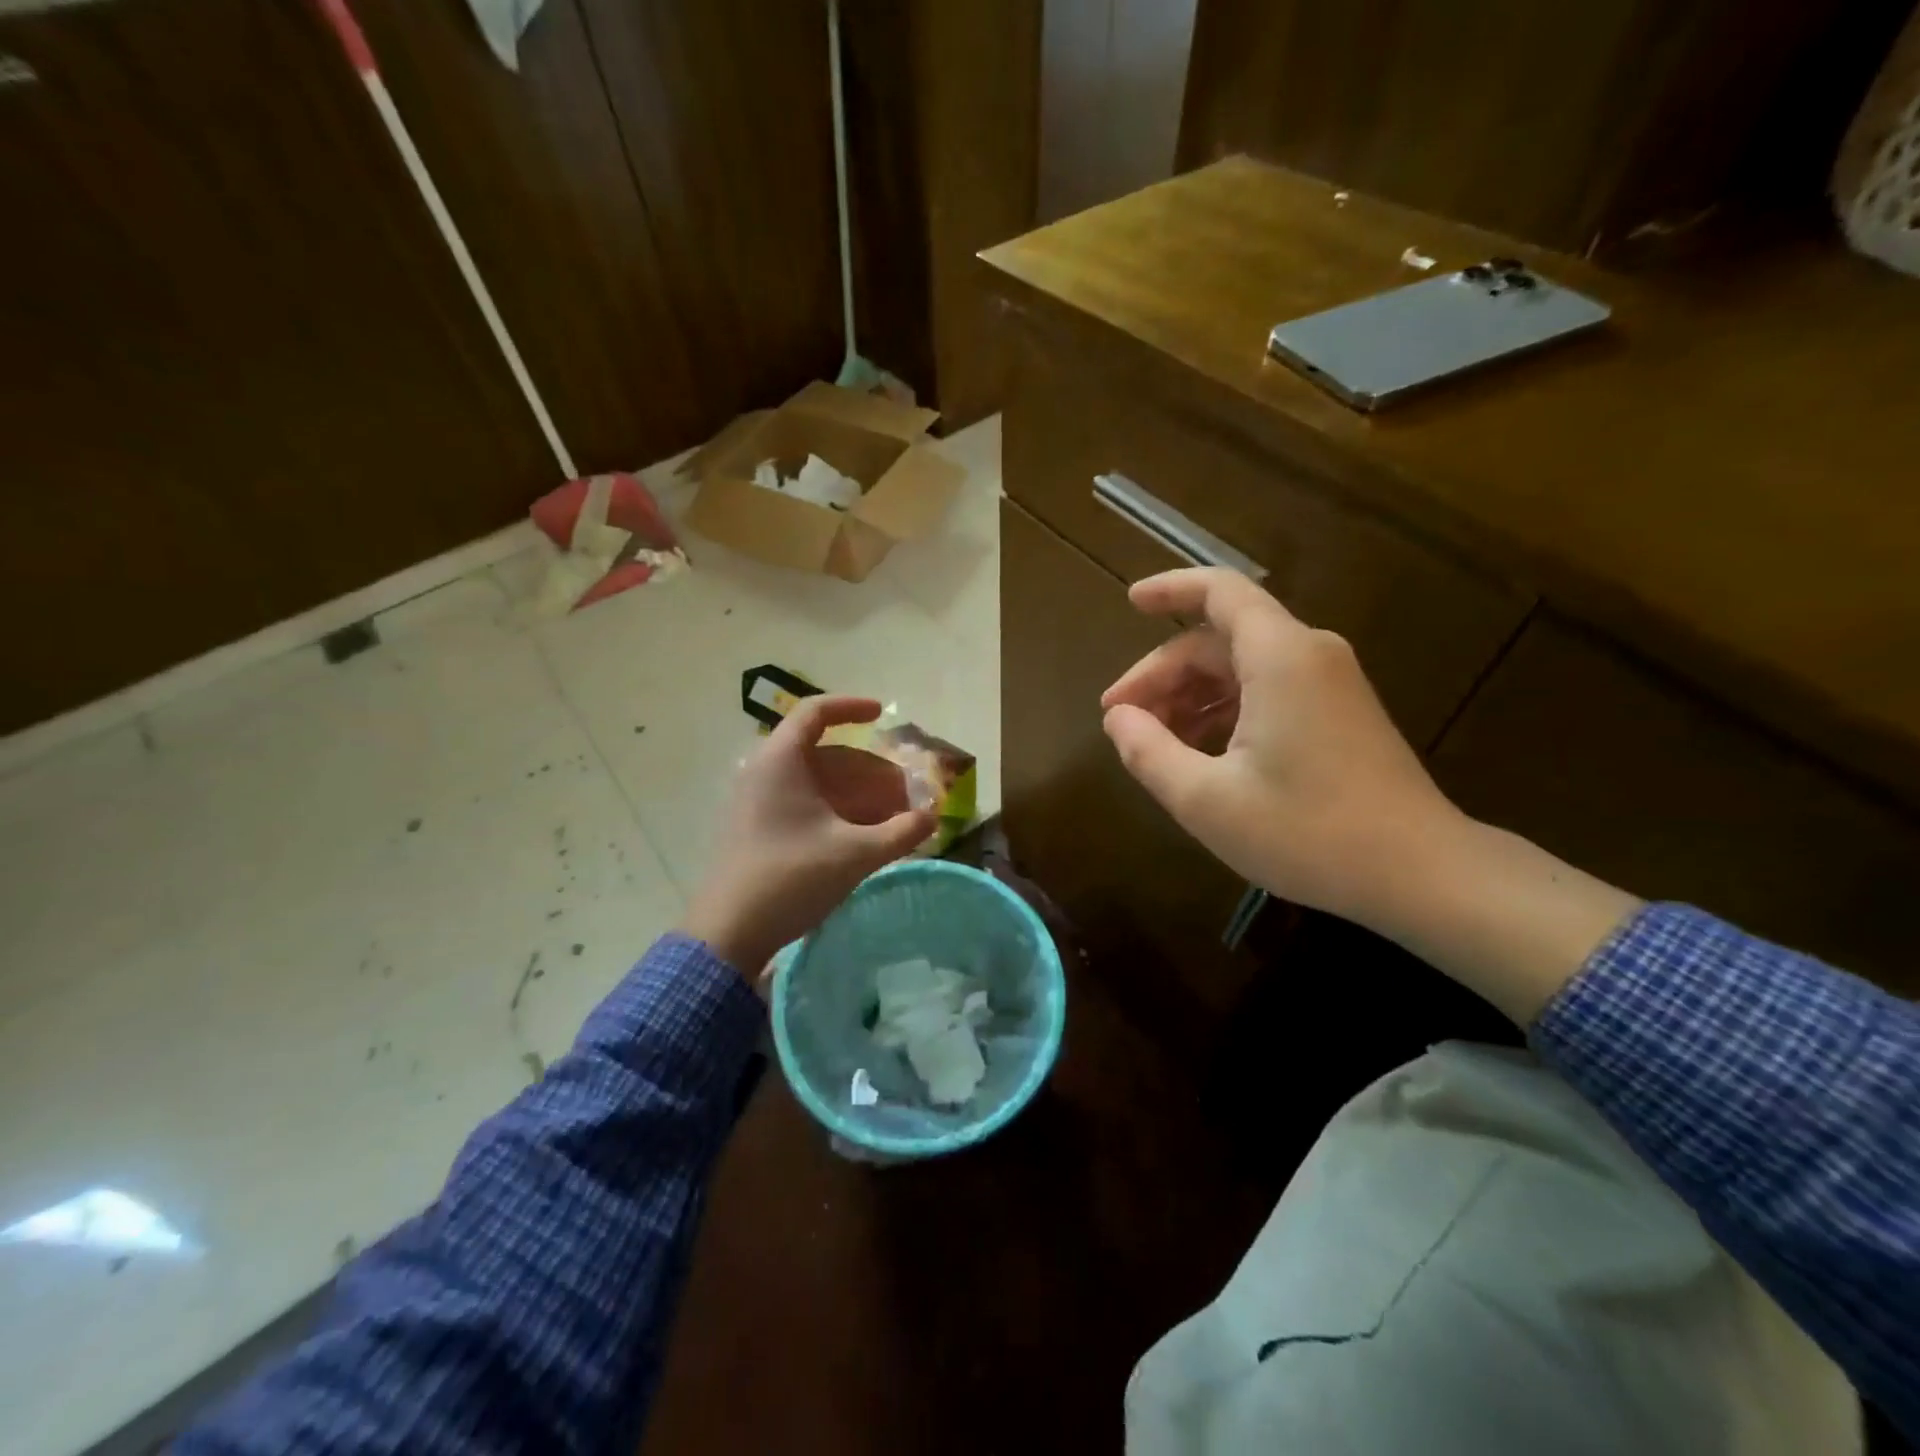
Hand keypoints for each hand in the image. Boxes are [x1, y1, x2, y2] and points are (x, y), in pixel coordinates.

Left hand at [681, 695, 936, 975]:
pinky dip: (838, 811)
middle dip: (870, 771)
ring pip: (817, 782)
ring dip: (858, 795)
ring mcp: (758, 801)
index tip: (883, 715)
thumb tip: (933, 816)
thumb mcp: (855, 854)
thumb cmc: (790, 879)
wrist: (728, 933)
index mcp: (781, 761)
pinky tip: (865, 836)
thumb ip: (900, 832)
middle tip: (905, 793)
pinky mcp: (758, 827)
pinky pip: (805, 803)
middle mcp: (765, 771)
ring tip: (894, 818)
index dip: (852, 708)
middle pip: (826, 754)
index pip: (816, 712)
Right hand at [1099, 568, 1460, 927]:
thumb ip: (1149, 752)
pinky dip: (1223, 710)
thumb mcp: (1206, 800)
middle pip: (1219, 640)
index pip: (1219, 592)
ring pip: (1241, 668)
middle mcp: (1308, 655)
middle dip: (1163, 674)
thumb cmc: (1308, 833)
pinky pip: (1267, 691)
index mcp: (1280, 658)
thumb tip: (1117, 719)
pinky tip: (1199, 754)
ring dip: (1190, 696)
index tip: (1129, 603)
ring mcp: (1329, 685)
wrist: (1420, 874)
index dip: (1169, 589)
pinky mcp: (1338, 714)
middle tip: (1121, 720)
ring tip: (1153, 743)